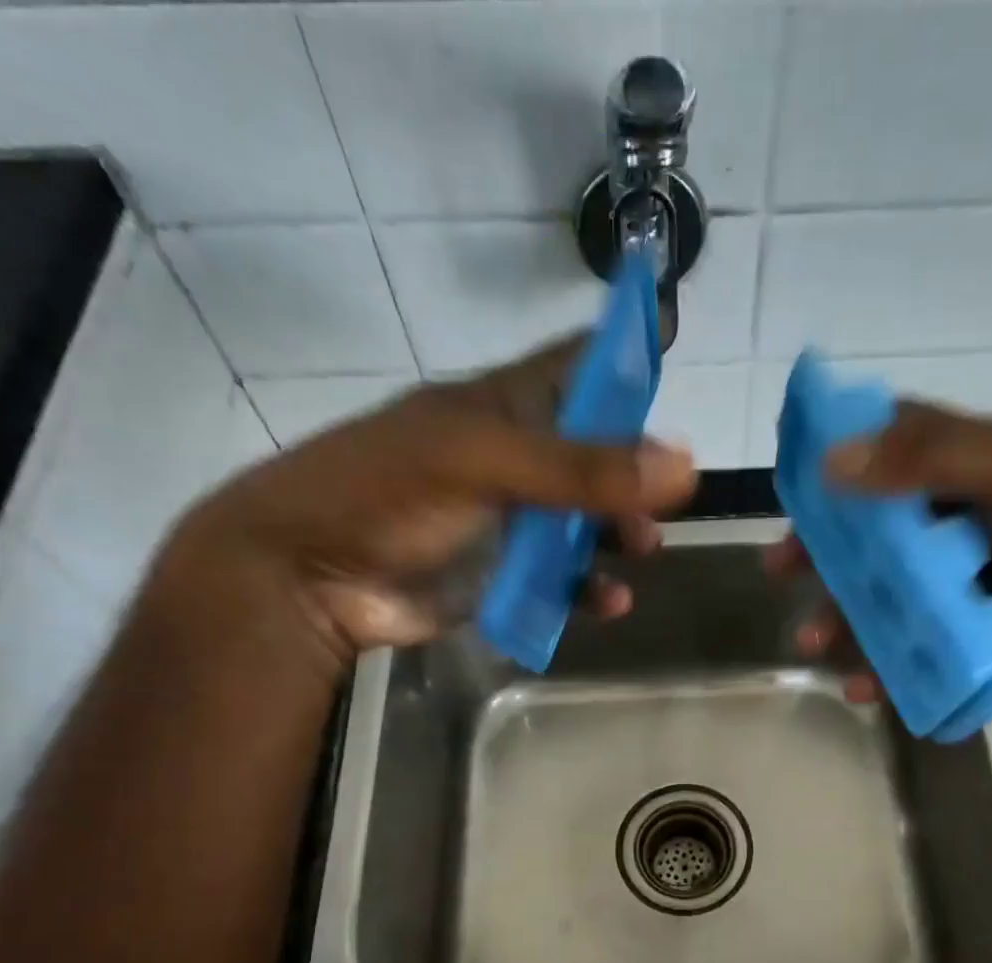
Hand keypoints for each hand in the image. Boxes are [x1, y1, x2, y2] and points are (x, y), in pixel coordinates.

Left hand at [167, 339, 697, 661]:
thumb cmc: (386, 493)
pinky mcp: (502, 576)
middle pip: (594, 454)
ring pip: (584, 521)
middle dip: (635, 470)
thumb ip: (580, 469)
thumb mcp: (482, 464)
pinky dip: (590, 588)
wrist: (308, 578)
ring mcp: (508, 521)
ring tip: (644, 548)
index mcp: (502, 407)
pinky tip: (611, 601)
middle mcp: (512, 459)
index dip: (623, 349)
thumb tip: (684, 464)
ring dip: (620, 532)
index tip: (673, 333)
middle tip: (672, 496)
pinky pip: (562, 580)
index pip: (576, 365)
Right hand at [766, 401, 991, 690]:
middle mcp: (961, 516)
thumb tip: (832, 460)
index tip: (792, 480)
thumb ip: (934, 460)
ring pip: (887, 592)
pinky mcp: (971, 630)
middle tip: (780, 570)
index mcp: (973, 464)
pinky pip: (915, 644)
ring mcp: (965, 578)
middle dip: (824, 550)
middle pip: (875, 526)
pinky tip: (864, 686)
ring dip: (845, 616)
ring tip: (812, 645)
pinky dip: (888, 665)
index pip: (893, 442)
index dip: (839, 454)